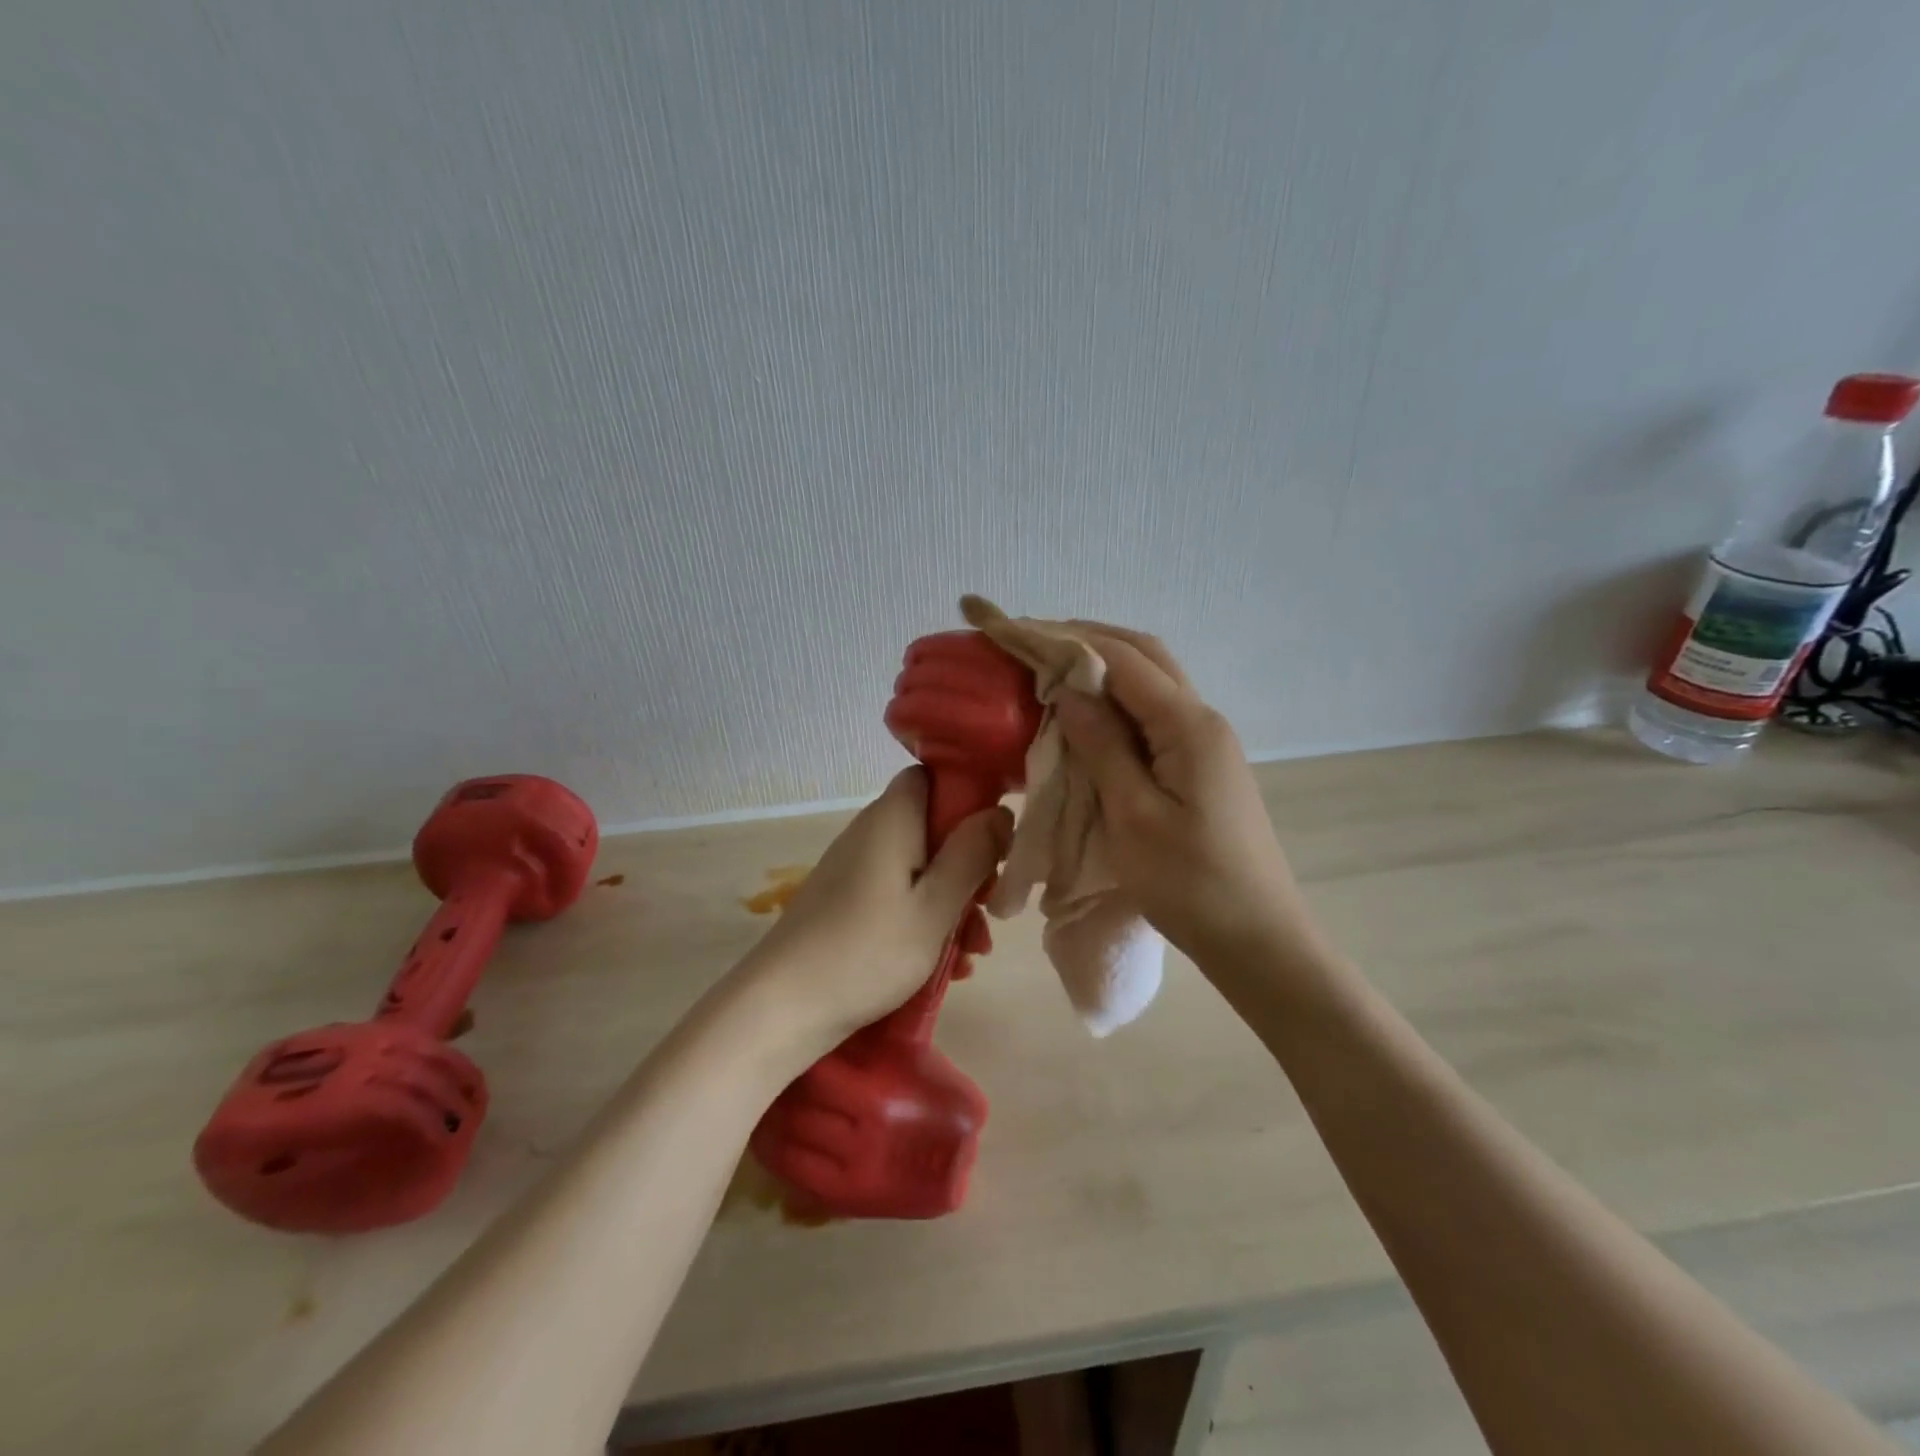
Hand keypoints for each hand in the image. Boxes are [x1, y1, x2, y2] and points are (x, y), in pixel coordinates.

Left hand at [730, 768, 1012, 1062]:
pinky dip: (925, 920)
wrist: (781, 1006)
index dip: (967, 796)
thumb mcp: (935, 907)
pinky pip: (898, 896)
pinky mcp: (847, 902)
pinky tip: (947, 965)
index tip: (994, 837)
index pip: (931, 777)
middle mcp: (871, 834)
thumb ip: (971, 855)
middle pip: (932, 828)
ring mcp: (856, 869)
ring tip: (973, 953)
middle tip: (990, 908)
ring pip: (920, 869)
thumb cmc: (867, 951)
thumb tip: (1001, 812)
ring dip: (952, 903)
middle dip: (969, 867)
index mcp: (892, 821)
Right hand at [1053, 624, 1318, 971]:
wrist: (1257, 939)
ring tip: (1049, 668)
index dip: (1066, 638)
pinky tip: (1086, 716)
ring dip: (1102, 668)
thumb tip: (1069, 689)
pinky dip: (1115, 703)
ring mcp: (1204, 743)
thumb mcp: (1133, 816)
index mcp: (1188, 726)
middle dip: (1086, 639)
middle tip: (1031, 641)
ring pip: (1150, 684)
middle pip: (1143, 656)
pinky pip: (1152, 717)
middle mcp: (1202, 720)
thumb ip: (1102, 746)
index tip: (1015, 630)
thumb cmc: (1191, 884)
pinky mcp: (1198, 766)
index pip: (1122, 659)